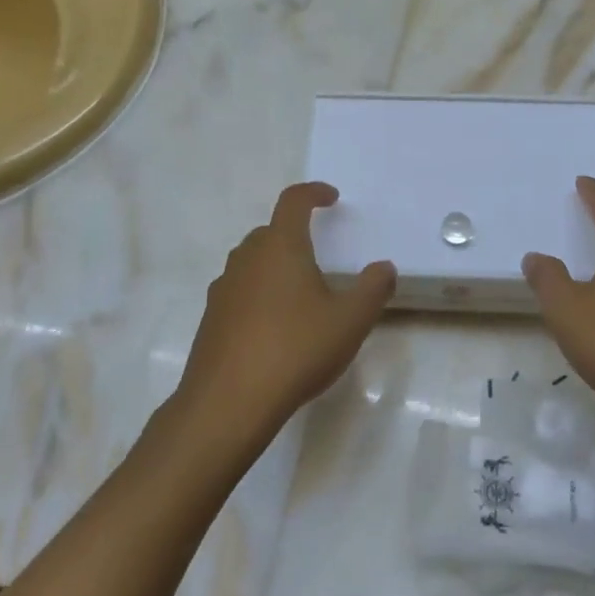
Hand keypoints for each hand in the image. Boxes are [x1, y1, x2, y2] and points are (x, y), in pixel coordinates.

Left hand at [178, 183, 395, 440]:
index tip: (331, 198)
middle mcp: (247, 259)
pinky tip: (274, 327)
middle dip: (295, 234)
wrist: (228, 403)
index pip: (293, 201)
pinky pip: (239, 292)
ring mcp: (223, 289)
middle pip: (270, 232)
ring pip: (251, 262)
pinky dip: (258, 295)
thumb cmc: (295, 349)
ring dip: (274, 266)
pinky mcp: (211, 319)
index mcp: (280, 246)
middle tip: (319, 255)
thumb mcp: (350, 321)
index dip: (313, 193)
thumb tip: (384, 267)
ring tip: (299, 294)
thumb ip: (373, 289)